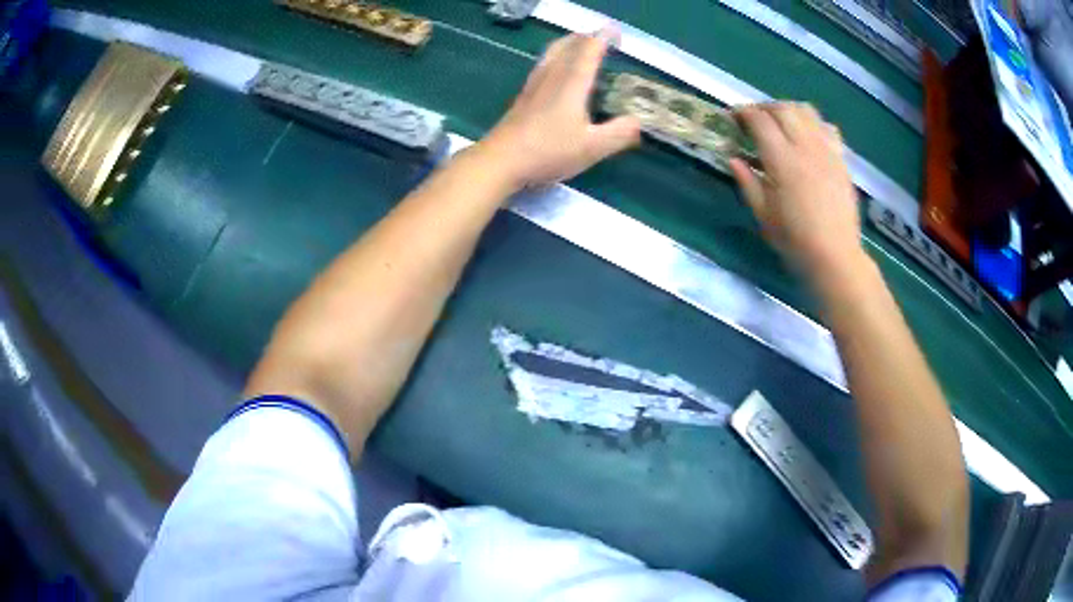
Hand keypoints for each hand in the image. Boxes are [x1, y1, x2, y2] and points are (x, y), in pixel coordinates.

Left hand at [478, 28, 641, 188]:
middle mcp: (553, 76)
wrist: (501, 160)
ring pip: (552, 53)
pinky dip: (556, 57)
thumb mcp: (592, 148)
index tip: (616, 33)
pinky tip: (555, 69)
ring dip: (569, 43)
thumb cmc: (548, 152)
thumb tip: (637, 121)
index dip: (603, 38)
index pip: (589, 50)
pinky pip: (543, 65)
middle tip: (601, 38)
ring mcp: (534, 84)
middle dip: (586, 37)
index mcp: (572, 83)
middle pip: (568, 45)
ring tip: (580, 45)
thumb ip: (619, 133)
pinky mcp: (523, 96)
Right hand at [730, 103, 865, 287]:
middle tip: (754, 119)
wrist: (836, 256)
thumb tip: (733, 159)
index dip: (743, 113)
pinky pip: (827, 127)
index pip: (760, 121)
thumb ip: (747, 182)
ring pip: (807, 111)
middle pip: (783, 109)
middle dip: (764, 107)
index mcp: (782, 161)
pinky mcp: (841, 159)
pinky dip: (813, 123)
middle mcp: (805, 147)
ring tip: (781, 122)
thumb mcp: (763, 215)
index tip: (733, 117)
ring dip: (789, 110)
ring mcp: (827, 151)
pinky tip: (808, 136)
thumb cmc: (795, 240)